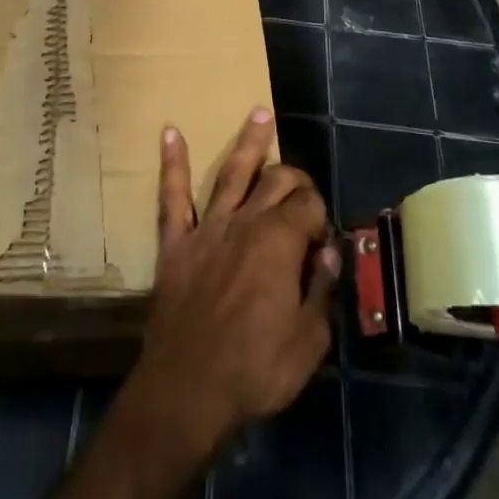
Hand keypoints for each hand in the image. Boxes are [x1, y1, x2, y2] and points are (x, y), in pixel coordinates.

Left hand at [128, 109, 341, 456]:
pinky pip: (173, 197)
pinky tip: (171, 133)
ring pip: (231, 173)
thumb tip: (328, 251)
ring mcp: (208, 227)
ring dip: (247, 142)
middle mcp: (245, 222)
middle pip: (275, 181)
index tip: (323, 238)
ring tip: (259, 111)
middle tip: (301, 180)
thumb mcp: (308, 342)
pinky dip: (173, 163)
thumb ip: (321, 289)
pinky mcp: (176, 242)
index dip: (320, 215)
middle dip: (294, 175)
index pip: (309, 206)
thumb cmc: (255, 369)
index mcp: (280, 243)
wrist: (188, 387)